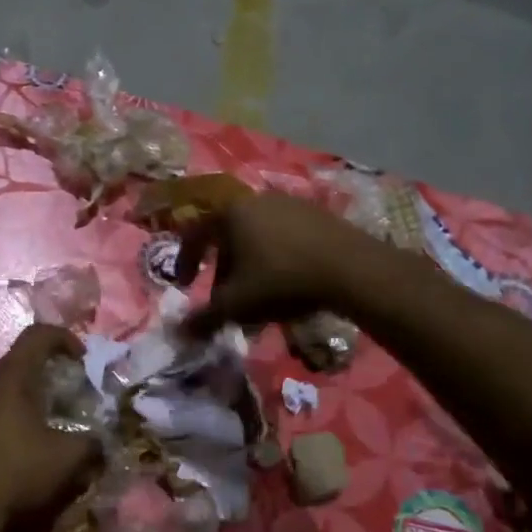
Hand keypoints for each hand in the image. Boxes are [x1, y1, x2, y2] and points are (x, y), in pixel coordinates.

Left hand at [0, 324, 101, 531]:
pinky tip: (18, 442)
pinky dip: (8, 413)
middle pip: (18, 359)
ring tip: (45, 417)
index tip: (82, 359)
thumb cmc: (18, 473)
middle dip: (47, 367)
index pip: (37, 335)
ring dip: (26, 392)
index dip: (64, 337)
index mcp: (11, 378)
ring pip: (1, 386)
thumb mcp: (68, 458)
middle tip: (68, 389)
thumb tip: (101, 443)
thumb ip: (92, 443)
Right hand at [174, 192, 370, 335]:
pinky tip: (288, 281)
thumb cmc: (282, 280)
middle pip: (228, 236)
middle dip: (223, 269)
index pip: (195, 234)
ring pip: (256, 237)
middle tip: (226, 297)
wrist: (351, 269)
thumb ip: (204, 318)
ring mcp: (290, 203)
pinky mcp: (317, 213)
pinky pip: (284, 236)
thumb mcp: (237, 304)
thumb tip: (180, 332)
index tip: (184, 285)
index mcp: (231, 213)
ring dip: (250, 265)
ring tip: (258, 294)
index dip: (185, 261)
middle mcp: (257, 200)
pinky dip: (276, 257)